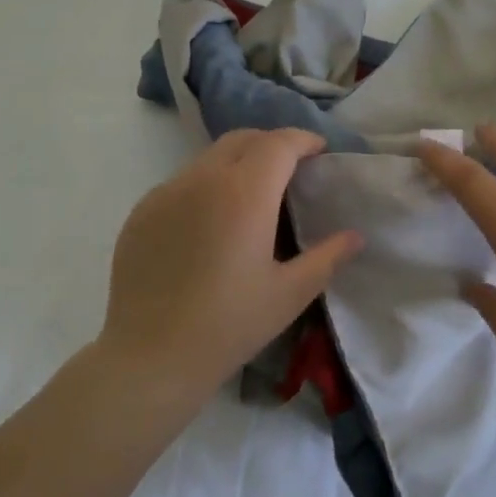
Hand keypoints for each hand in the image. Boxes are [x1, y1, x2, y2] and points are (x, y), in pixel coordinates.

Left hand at [99, 129, 363, 407]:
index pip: (279, 143)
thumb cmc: (229, 325)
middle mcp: (201, 180)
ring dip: (237, 165)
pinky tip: (210, 226)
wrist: (151, 356)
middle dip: (271, 145)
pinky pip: (181, 184)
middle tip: (290, 171)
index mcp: (244, 193)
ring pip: (208, 159)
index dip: (304, 140)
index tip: (319, 153)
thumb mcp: (289, 294)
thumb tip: (354, 236)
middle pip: (241, 140)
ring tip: (251, 199)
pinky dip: (205, 187)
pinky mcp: (141, 213)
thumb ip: (327, 257)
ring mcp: (165, 193)